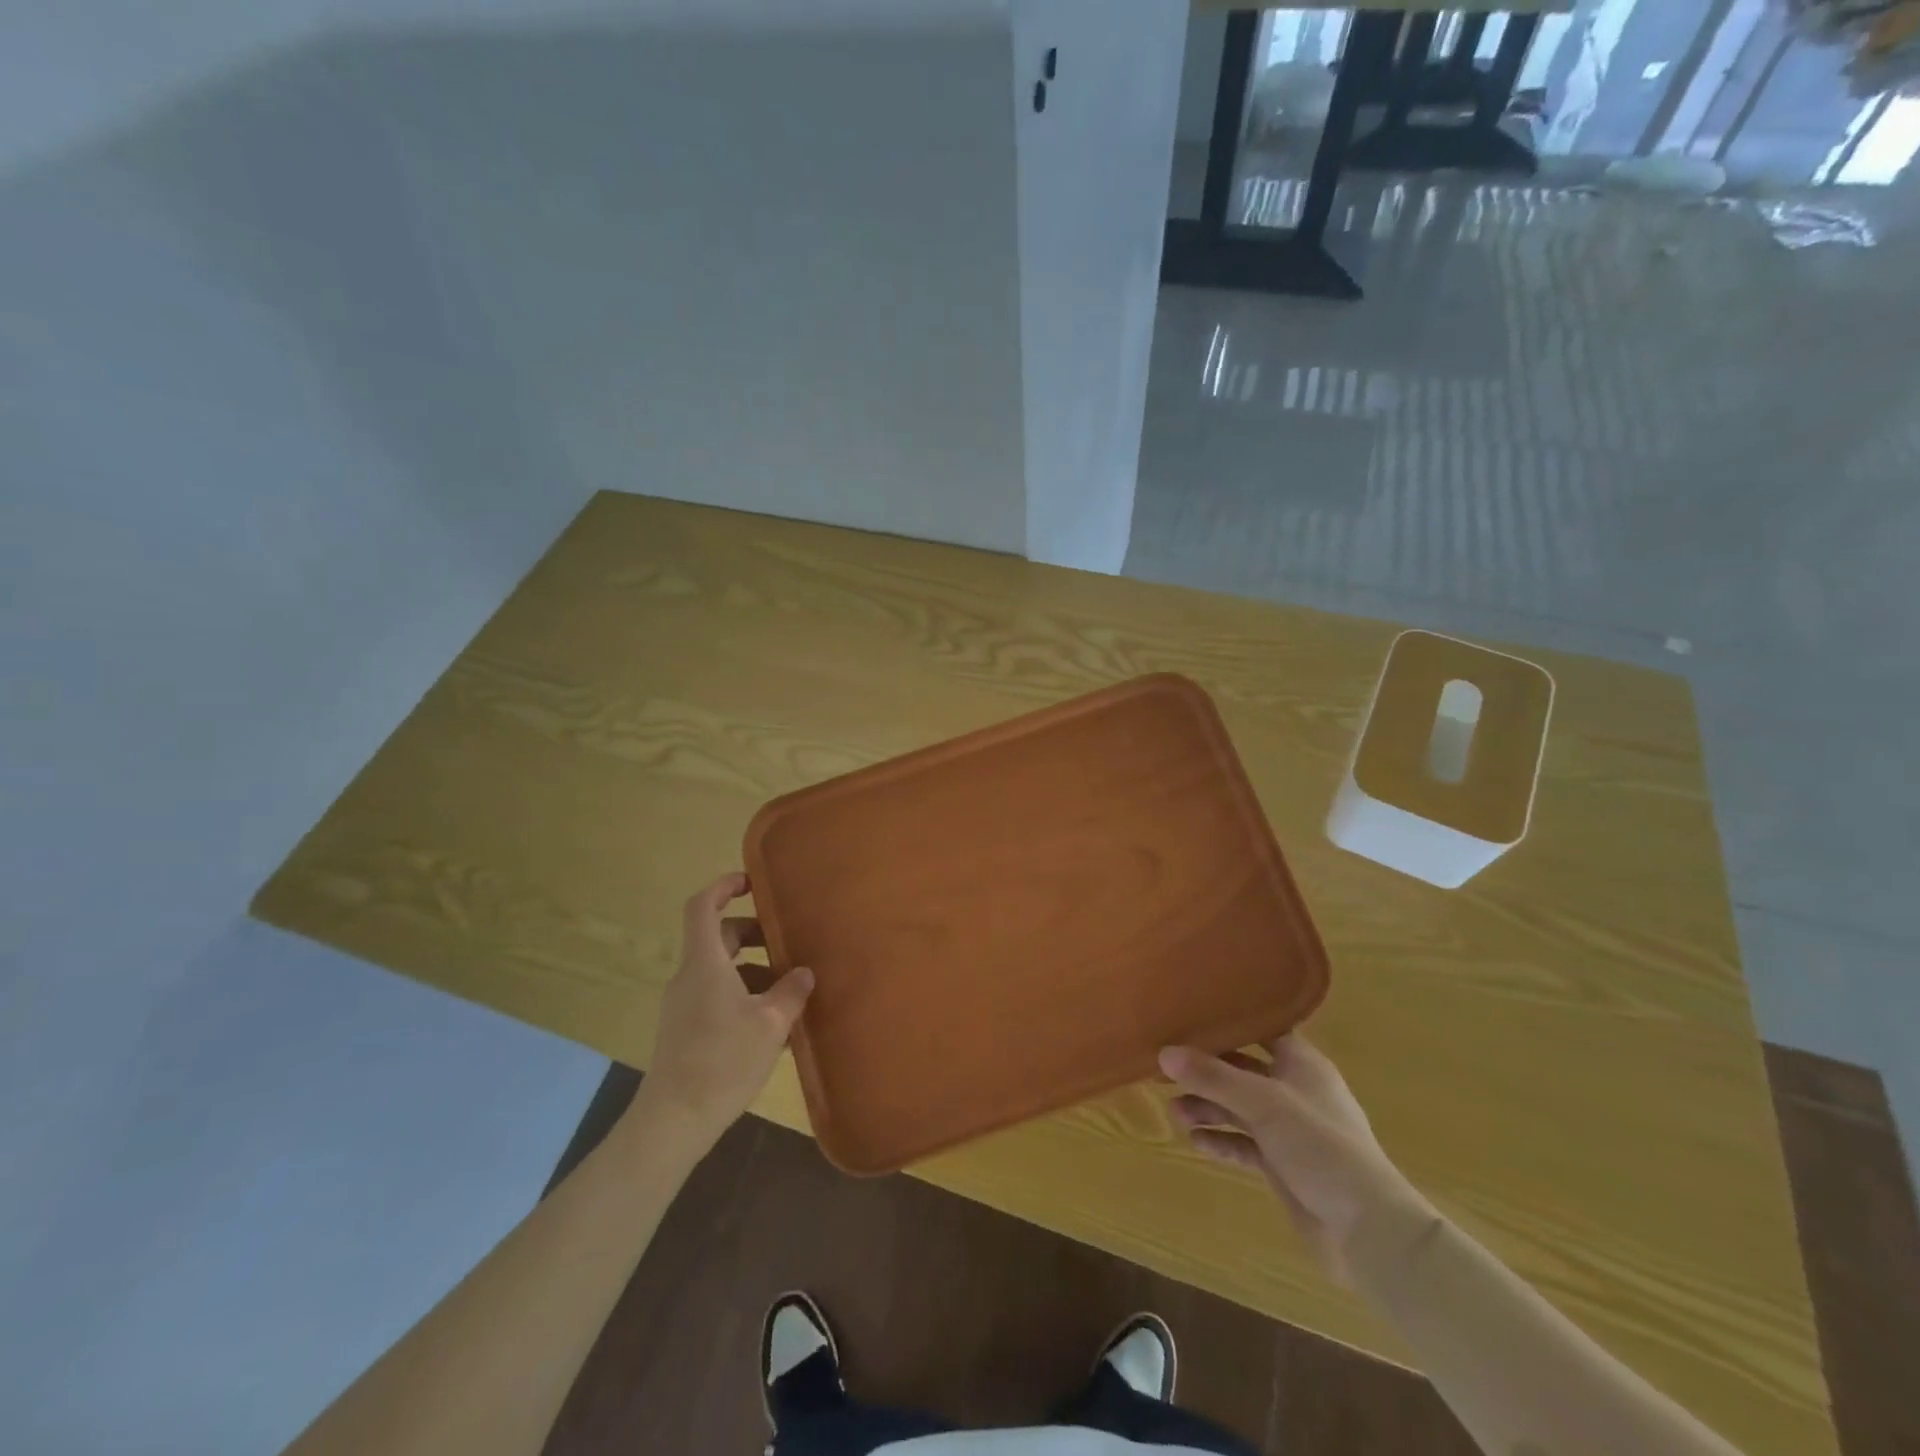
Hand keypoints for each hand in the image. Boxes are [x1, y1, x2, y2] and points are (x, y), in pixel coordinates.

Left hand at [638, 873, 814, 1146]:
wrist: (673, 1121)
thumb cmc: (723, 1061)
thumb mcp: (770, 1024)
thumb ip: (791, 991)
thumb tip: (803, 972)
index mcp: (704, 964)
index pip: (702, 906)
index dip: (724, 886)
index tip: (752, 883)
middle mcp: (689, 977)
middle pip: (717, 937)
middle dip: (752, 934)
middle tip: (786, 943)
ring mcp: (684, 1005)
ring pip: (720, 969)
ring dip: (752, 969)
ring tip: (788, 989)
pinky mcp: (685, 1030)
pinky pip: (716, 996)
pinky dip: (743, 995)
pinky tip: (771, 1024)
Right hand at [1160, 1034, 1430, 1282]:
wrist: (1367, 1230)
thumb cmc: (1320, 1146)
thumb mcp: (1263, 1103)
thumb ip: (1213, 1077)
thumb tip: (1163, 1052)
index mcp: (1302, 1064)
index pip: (1262, 1030)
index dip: (1230, 1023)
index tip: (1190, 1017)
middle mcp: (1295, 1091)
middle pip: (1243, 1071)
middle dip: (1207, 1072)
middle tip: (1168, 1070)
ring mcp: (1289, 1130)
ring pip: (1239, 1108)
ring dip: (1209, 1108)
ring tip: (1175, 1112)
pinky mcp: (1282, 1164)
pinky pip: (1244, 1144)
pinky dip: (1221, 1141)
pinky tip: (1196, 1142)